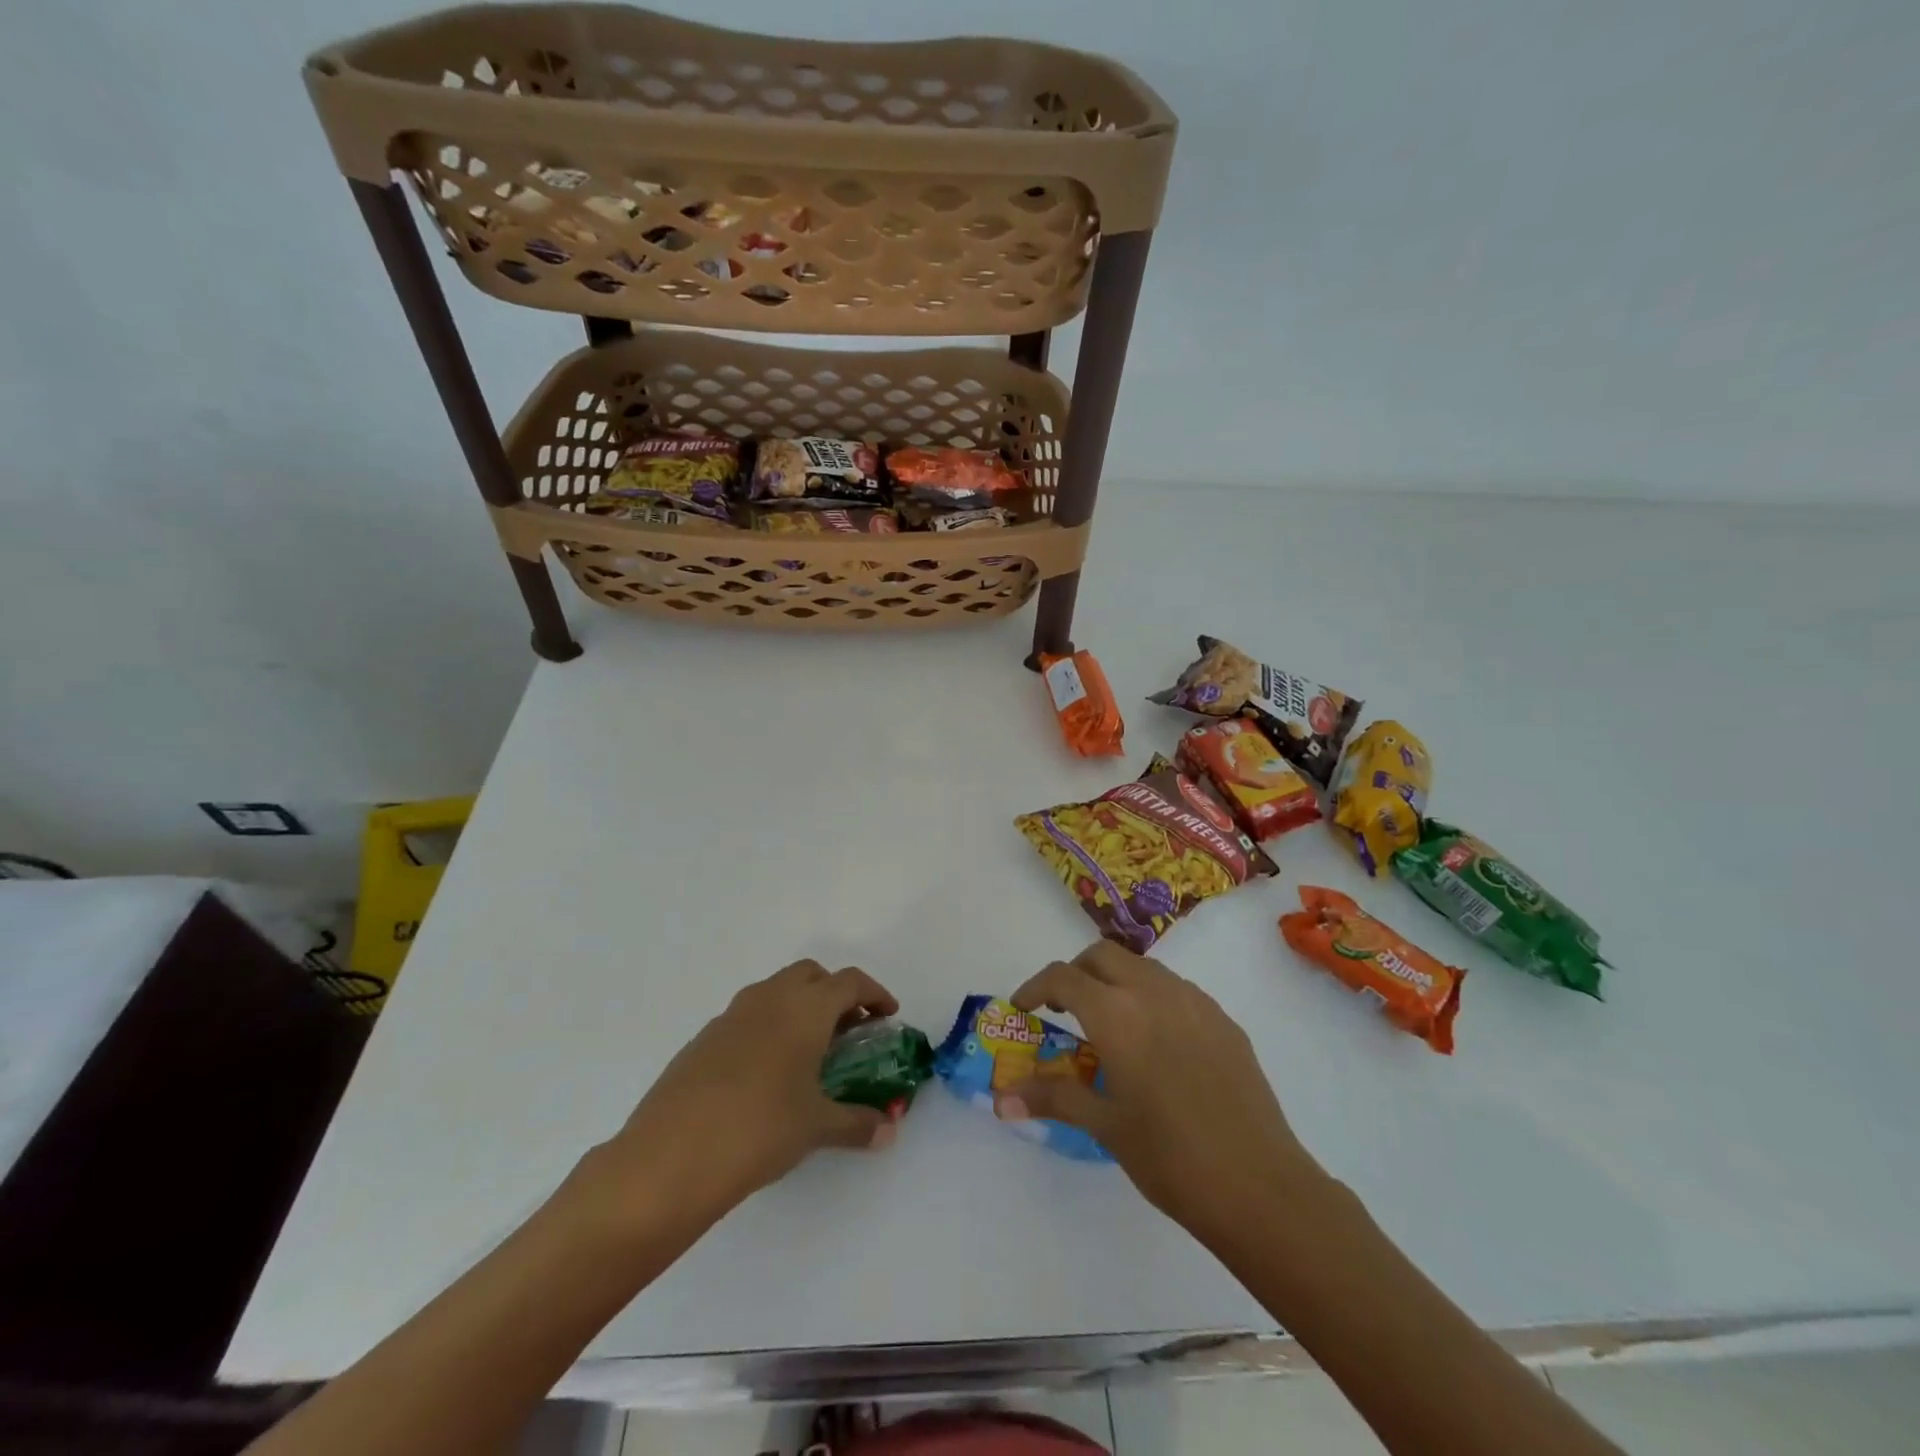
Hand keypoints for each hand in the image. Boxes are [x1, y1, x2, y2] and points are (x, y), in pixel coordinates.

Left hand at [588, 960, 901, 1225]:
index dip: (874, 994)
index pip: (850, 982)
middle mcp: (769, 998)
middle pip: (811, 975)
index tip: (888, 1015)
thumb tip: (888, 1131)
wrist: (669, 1158)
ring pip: (776, 991)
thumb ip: (858, 1123)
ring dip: (800, 1007)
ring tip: (810, 1052)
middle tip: (849, 1030)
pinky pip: (748, 1016)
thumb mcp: (816, 1127)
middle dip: (835, 994)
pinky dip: (769, 1027)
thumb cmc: (759, 1130)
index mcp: (804, 1008)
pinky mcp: (703, 1038)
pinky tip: (766, 1073)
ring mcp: (731, 1015)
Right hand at [997, 942, 1320, 1245]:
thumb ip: (1054, 1097)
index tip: (1024, 1008)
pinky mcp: (1223, 1019)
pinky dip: (1151, 997)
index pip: (1064, 977)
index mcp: (1116, 1014)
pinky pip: (1176, 989)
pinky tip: (1157, 1044)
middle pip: (1102, 955)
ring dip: (1115, 980)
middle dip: (1076, 973)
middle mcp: (1153, 991)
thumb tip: (1002, 1098)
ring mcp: (1194, 1001)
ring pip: (1142, 967)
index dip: (1036, 987)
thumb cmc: (1170, 1157)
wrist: (1259, 1185)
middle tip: (1065, 1010)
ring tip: (1111, 1026)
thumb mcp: (1106, 1126)